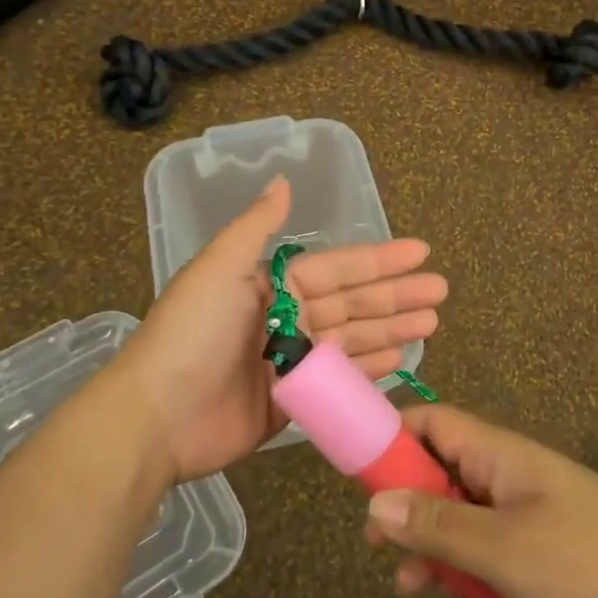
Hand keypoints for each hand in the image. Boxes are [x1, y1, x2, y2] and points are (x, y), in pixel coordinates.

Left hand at [116, 176, 447, 481]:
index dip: (379, 260)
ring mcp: (290, 363)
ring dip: (391, 330)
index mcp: (271, 285)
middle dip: (396, 296)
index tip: (421, 253)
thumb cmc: (192, 334)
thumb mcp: (219, 268)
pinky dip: (369, 371)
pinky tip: (400, 360)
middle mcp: (285, 319)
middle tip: (440, 291)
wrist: (157, 416)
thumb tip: (283, 181)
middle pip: (353, 303)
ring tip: (432, 323)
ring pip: (353, 341)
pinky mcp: (292, 403)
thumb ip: (257, 226)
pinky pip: (339, 381)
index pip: (338, 268)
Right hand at [363, 404, 597, 597]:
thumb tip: (374, 502)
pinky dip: (468, 561)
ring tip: (409, 586)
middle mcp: (510, 469)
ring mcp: (531, 505)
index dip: (390, 437)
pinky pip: (492, 538)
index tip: (356, 475)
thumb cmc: (588, 565)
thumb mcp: (501, 550)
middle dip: (405, 500)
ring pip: (464, 509)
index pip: (430, 421)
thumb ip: (437, 526)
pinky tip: (460, 597)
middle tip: (376, 545)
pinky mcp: (548, 540)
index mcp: (497, 452)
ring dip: (434, 539)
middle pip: (442, 466)